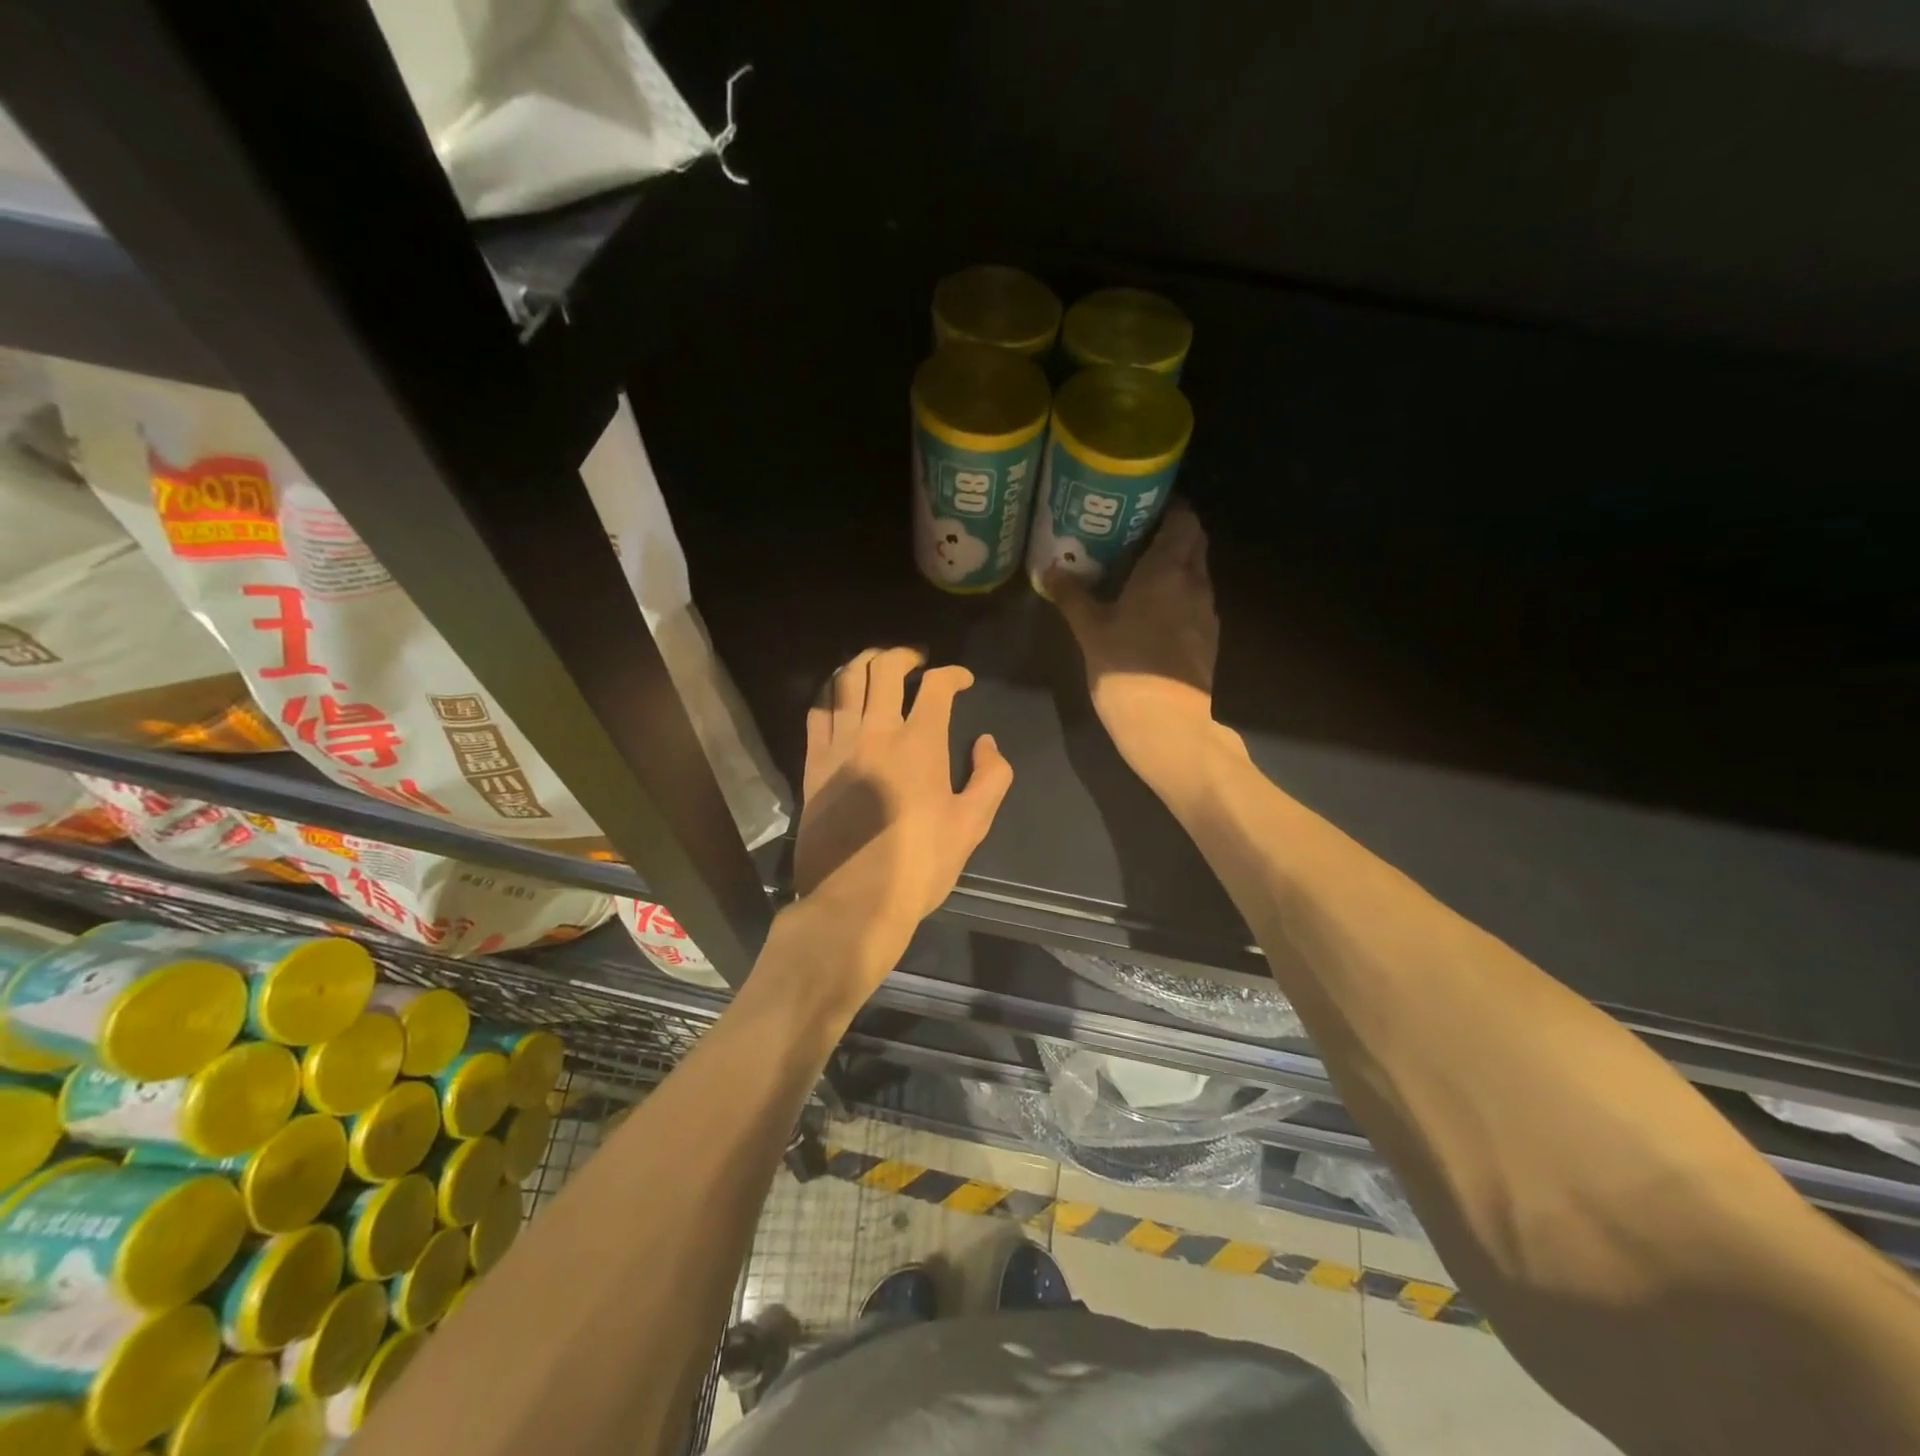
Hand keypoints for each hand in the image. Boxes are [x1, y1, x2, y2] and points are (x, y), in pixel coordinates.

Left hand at [790, 648, 1013, 994]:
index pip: (936, 686)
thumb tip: (986, 743)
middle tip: (917, 663)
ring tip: (876, 666)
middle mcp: (876, 732)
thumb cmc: (920, 865)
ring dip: (864, 663)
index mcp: (920, 744)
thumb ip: (991, 777)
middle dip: (904, 655)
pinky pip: (817, 711)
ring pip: (845, 680)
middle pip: (884, 669)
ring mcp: (839, 745)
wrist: (854, 900)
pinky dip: (831, 693)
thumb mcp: (972, 825)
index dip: (953, 675)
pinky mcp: (812, 763)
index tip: (962, 681)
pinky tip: (840, 697)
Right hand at [1047, 503, 1222, 788]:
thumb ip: (1072, 595)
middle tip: (1135, 536)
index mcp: (1169, 571)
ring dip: (1175, 568)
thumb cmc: (1126, 667)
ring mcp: (1206, 614)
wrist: (1167, 725)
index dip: (1170, 508)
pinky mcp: (1208, 641)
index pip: (1184, 521)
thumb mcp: (1090, 629)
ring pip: (1196, 575)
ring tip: (1139, 572)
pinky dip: (1177, 596)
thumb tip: (1050, 568)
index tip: (1144, 507)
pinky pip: (1194, 603)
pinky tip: (1151, 611)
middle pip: (1194, 544)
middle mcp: (1196, 584)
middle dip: (1172, 535)